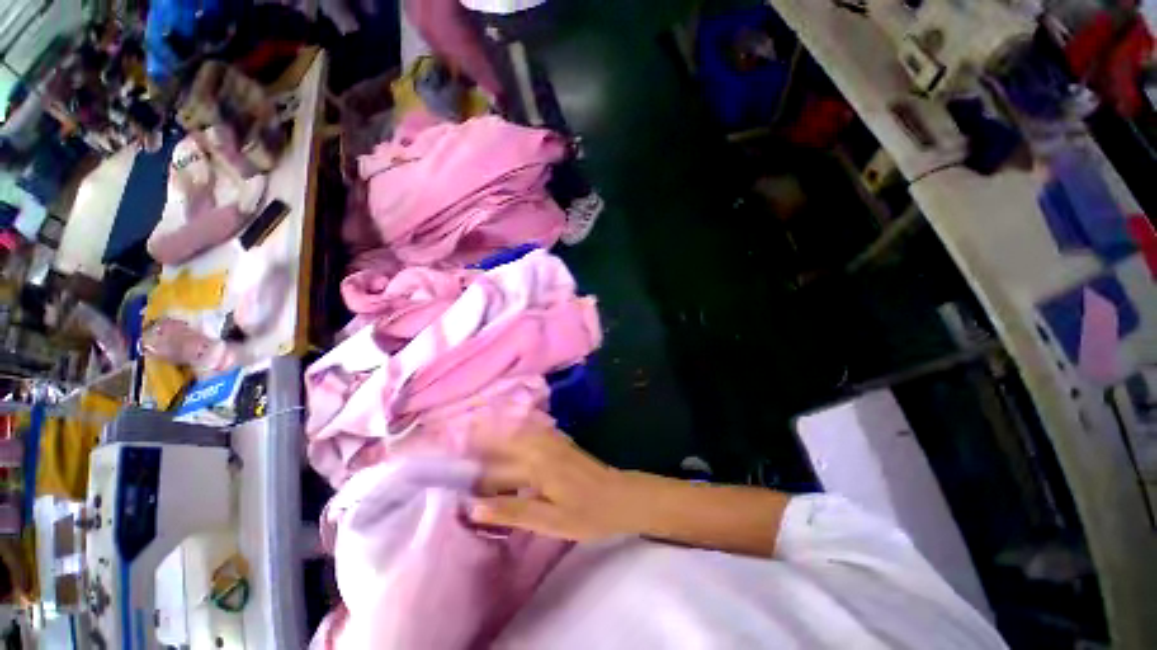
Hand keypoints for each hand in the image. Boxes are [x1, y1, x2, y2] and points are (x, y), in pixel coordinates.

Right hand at [470, 432, 639, 541]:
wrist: (621, 496)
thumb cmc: (587, 514)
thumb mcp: (550, 522)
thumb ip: (513, 512)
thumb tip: (473, 506)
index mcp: (536, 466)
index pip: (494, 468)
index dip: (470, 471)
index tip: (448, 469)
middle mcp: (541, 446)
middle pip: (502, 441)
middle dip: (478, 441)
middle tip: (455, 446)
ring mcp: (552, 441)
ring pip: (516, 431)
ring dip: (495, 431)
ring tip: (474, 435)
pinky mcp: (560, 441)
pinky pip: (531, 429)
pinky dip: (514, 428)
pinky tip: (508, 431)